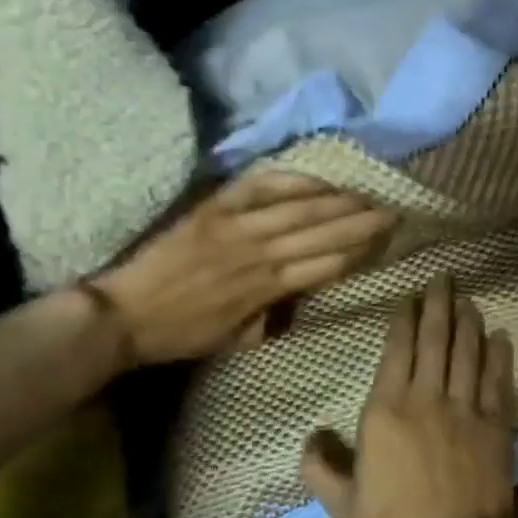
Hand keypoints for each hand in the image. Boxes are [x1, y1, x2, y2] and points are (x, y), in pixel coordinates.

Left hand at [91, 172, 393, 363]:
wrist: (124, 313)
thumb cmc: (183, 332)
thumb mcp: (237, 339)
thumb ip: (274, 317)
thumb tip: (304, 297)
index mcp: (266, 289)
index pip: (326, 266)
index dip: (359, 252)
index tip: (386, 241)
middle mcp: (259, 254)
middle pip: (322, 233)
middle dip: (362, 222)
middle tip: (393, 210)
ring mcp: (237, 226)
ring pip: (300, 209)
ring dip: (338, 200)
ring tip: (366, 193)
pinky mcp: (215, 208)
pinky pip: (262, 187)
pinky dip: (293, 181)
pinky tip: (319, 178)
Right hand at [300, 275, 517, 517]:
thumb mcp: (344, 507)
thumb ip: (322, 468)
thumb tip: (309, 436)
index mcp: (387, 410)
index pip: (398, 349)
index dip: (405, 318)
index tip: (410, 295)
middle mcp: (427, 397)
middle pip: (435, 338)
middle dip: (439, 303)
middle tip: (444, 276)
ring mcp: (465, 407)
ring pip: (468, 350)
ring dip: (468, 320)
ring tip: (468, 297)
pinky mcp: (495, 423)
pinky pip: (498, 379)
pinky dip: (499, 354)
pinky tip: (501, 336)